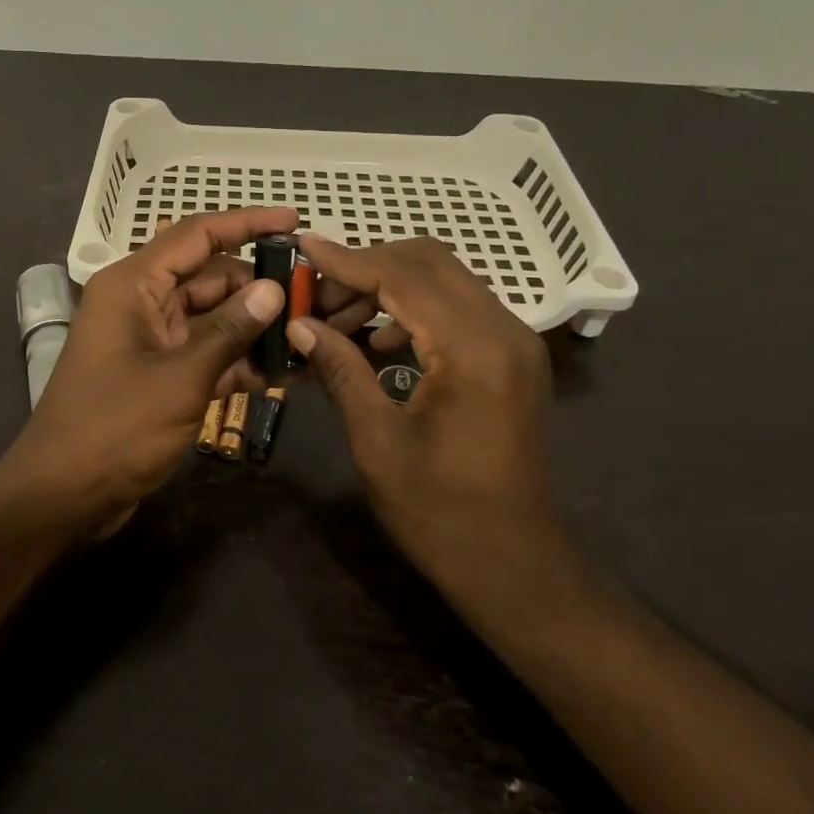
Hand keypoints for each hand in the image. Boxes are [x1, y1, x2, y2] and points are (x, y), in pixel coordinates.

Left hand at [1, 208, 296, 535]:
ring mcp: (150, 340)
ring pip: (211, 317)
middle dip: (257, 285)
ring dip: (253, 326)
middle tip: (312, 294)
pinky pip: (205, 353)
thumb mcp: (180, 377)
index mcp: (133, 285)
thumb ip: (230, 330)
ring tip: (307, 332)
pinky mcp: (159, 375)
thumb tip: (273, 289)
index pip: (196, 235)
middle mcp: (141, 303)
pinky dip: (237, 360)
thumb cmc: (115, 427)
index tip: (293, 220)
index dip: (246, 223)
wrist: (63, 496)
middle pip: (208, 277)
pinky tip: (281, 371)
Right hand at [288, 235, 581, 610]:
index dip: (347, 259)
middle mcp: (504, 330)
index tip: (302, 247)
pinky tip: (379, 342)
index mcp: (474, 350)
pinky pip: (457, 308)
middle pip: (429, 262)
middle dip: (366, 266)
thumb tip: (299, 324)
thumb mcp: (377, 441)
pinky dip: (413, 309)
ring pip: (444, 280)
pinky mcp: (512, 356)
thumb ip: (340, 370)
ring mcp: (514, 341)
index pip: (403, 276)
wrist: (515, 565)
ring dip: (388, 286)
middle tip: (316, 294)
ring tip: (337, 320)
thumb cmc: (441, 513)